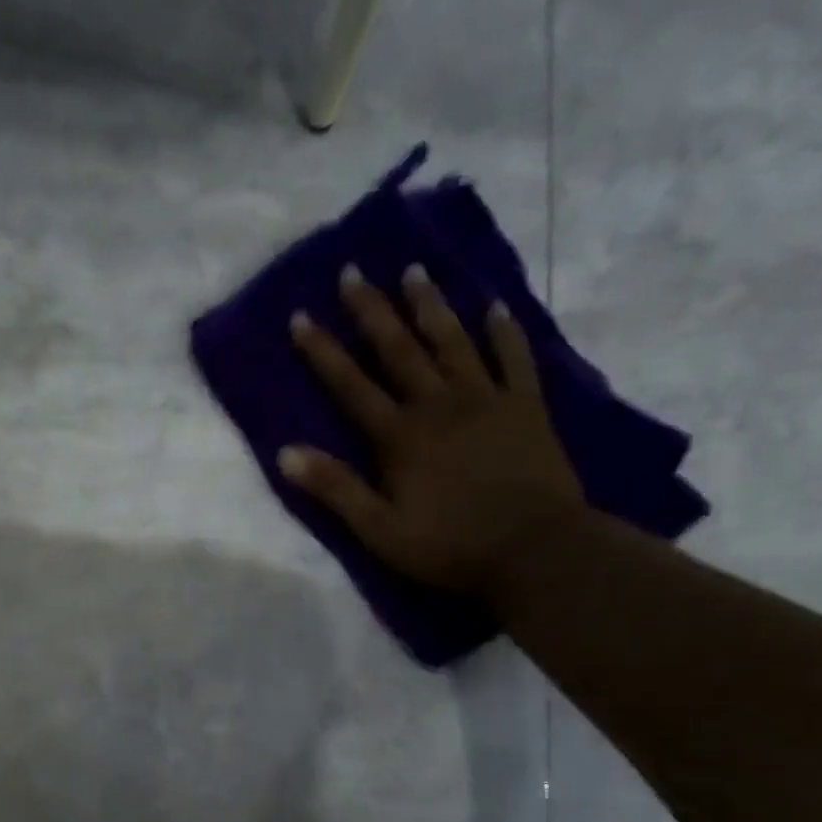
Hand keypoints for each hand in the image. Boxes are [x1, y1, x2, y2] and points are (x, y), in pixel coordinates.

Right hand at [277, 263, 584, 597]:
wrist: (537, 551)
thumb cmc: (448, 545)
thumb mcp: (378, 530)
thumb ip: (335, 489)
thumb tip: (285, 453)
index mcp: (399, 436)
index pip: (351, 384)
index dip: (323, 350)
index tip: (301, 316)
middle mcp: (439, 404)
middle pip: (399, 349)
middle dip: (372, 310)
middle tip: (353, 271)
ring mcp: (486, 400)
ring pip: (452, 341)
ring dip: (430, 305)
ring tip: (415, 270)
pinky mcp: (526, 407)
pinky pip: (514, 358)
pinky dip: (503, 330)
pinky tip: (494, 306)